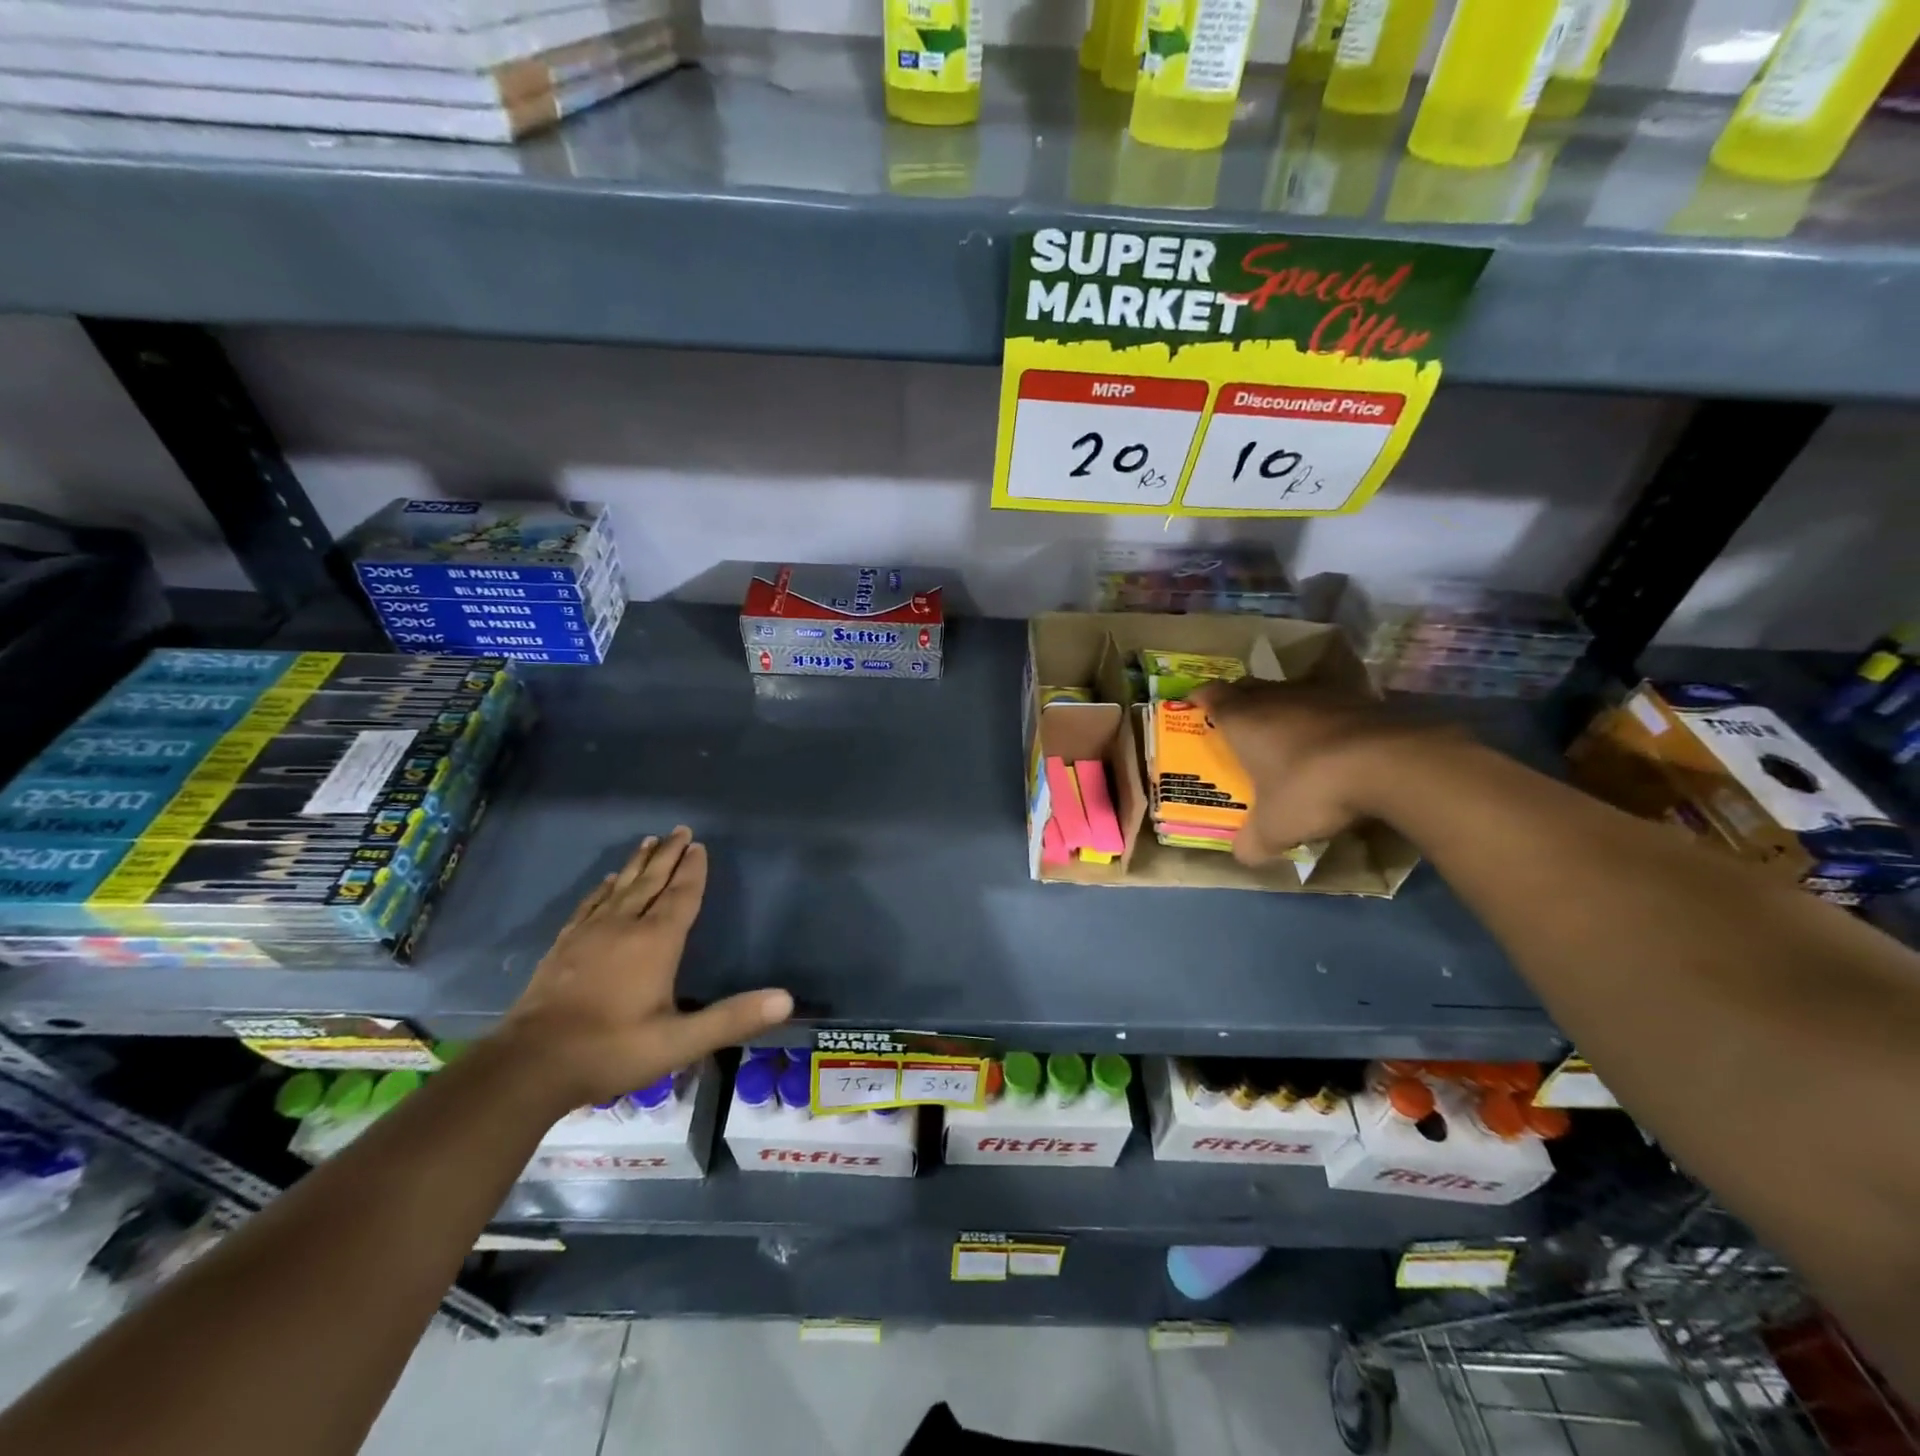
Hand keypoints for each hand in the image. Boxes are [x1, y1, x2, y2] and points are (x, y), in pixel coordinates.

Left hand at [491, 827, 791, 1108]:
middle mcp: (623, 927)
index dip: (692, 871)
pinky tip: (605, 883)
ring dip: (637, 864)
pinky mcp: (564, 947)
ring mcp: (589, 934)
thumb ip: (732, 1018)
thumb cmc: (612, 1050)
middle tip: (680, 830)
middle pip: (651, 881)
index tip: (699, 845)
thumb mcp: (679, 1042)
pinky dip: (603, 889)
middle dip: (668, 855)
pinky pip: (590, 905)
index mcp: (655, 942)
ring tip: (649, 842)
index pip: (680, 896)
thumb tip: (786, 999)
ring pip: (620, 888)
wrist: (529, 1066)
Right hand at [1191, 679, 1443, 866]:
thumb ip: (1252, 842)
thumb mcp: (1274, 829)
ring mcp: (1320, 693)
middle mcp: (1276, 696)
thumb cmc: (1310, 788)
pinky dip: (1323, 717)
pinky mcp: (1360, 698)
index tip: (1196, 706)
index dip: (1201, 699)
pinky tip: (1330, 738)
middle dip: (1239, 701)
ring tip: (1283, 731)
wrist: (1389, 764)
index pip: (1212, 695)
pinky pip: (1329, 702)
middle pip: (1249, 688)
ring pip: (1289, 691)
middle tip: (1236, 721)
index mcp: (1244, 719)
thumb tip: (1242, 856)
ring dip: (1283, 707)